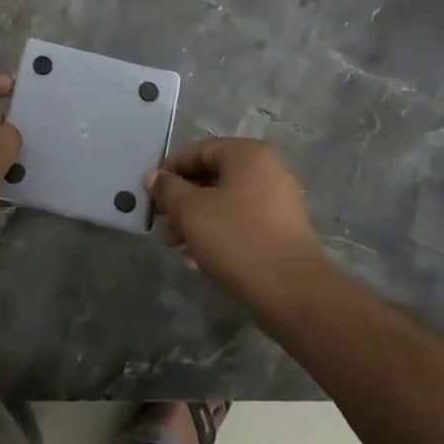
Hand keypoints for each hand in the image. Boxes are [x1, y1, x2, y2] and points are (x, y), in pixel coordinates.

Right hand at [147, 138, 326, 308]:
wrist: (293, 294)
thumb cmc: (237, 240)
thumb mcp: (191, 211)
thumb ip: (168, 189)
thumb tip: (153, 177)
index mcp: (248, 155)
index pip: (199, 150)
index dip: (169, 170)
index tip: (150, 193)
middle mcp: (267, 170)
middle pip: (212, 177)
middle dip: (181, 201)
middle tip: (161, 224)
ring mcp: (279, 201)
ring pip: (225, 202)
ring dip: (196, 221)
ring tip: (176, 247)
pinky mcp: (283, 231)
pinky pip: (241, 222)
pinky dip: (218, 233)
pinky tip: (198, 259)